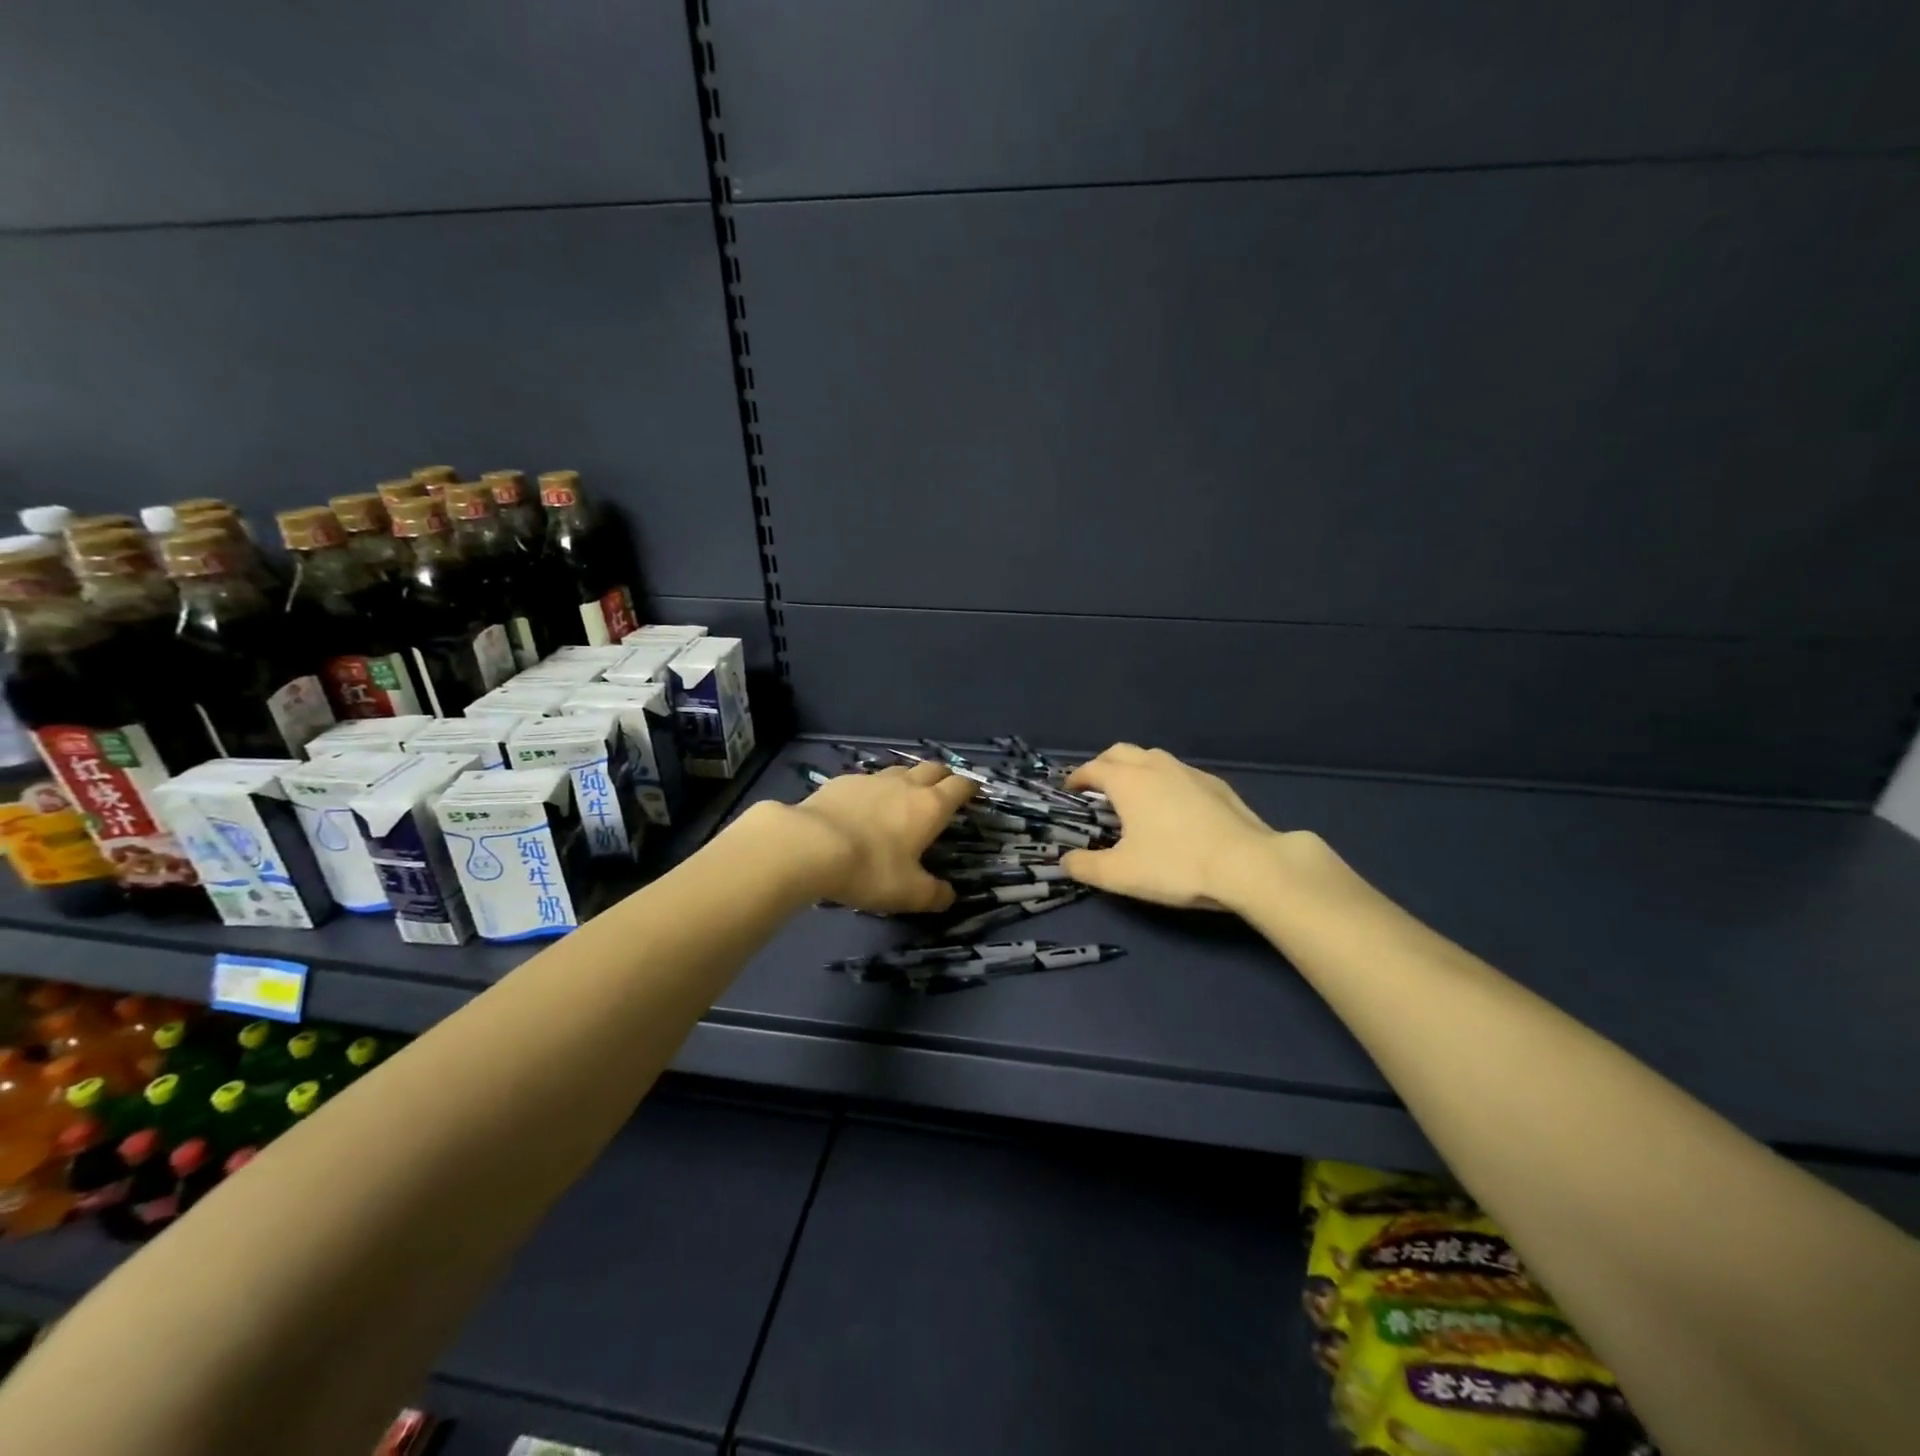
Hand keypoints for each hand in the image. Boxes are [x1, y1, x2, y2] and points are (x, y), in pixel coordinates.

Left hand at [786, 760, 976, 913]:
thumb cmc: (870, 869)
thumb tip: (948, 896)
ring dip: (909, 778)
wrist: (810, 845)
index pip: (959, 787)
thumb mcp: (908, 893)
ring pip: (899, 770)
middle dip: (943, 776)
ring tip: (906, 794)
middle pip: (932, 768)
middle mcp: (905, 785)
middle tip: (944, 788)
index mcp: (929, 807)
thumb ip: (933, 894)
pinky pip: (867, 779)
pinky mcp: (842, 781)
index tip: (975, 792)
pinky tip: (864, 804)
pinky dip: (874, 789)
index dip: (970, 787)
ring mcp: (872, 780)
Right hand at [1063, 744, 1291, 910]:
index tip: (1069, 790)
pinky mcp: (1216, 785)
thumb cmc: (1176, 865)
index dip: (1077, 778)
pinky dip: (1164, 780)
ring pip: (1153, 758)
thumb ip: (1086, 867)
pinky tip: (1173, 806)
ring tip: (1133, 793)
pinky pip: (1179, 772)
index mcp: (1128, 782)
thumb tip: (1065, 862)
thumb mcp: (1121, 874)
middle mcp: (1156, 767)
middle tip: (1096, 787)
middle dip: (1104, 765)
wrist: (1247, 865)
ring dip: (1135, 768)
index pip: (1093, 768)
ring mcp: (1189, 772)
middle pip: (1121, 752)